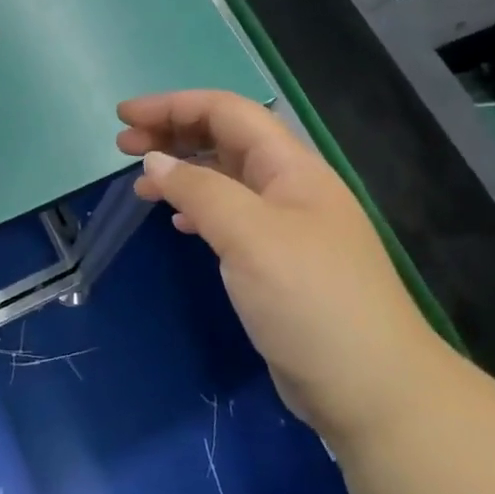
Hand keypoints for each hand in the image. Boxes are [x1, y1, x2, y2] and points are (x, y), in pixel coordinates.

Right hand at [117, 91, 443, 443]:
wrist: (370, 388)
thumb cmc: (310, 299)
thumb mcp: (249, 235)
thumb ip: (199, 190)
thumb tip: (155, 161)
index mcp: (290, 166)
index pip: (227, 112)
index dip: (173, 105)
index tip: (124, 115)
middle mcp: (289, 187)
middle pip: (225, 139)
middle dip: (174, 133)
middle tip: (123, 146)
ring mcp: (285, 227)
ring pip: (225, 179)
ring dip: (182, 171)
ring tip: (140, 184)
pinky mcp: (277, 264)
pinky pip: (229, 218)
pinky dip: (198, 210)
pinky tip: (178, 222)